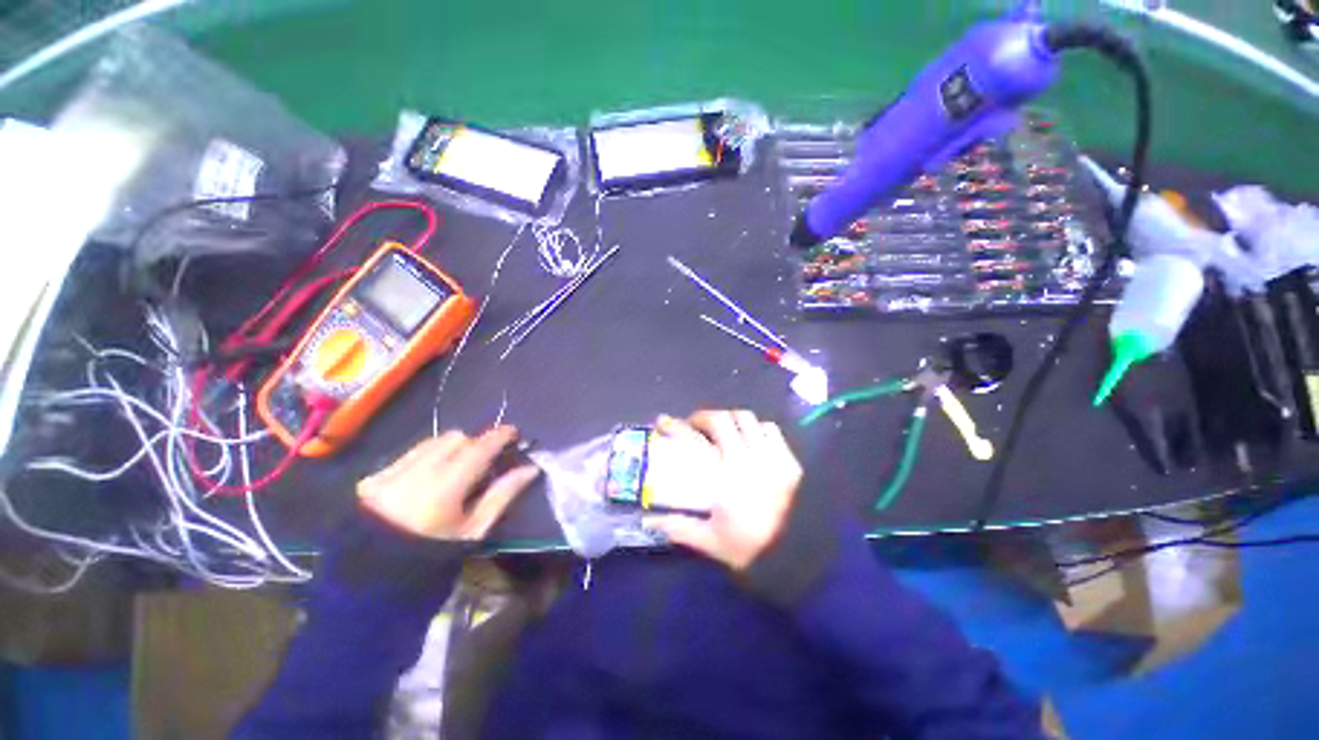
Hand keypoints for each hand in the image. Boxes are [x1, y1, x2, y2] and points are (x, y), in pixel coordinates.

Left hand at [357, 426, 539, 540]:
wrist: (372, 580)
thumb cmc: (433, 557)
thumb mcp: (474, 530)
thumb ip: (503, 495)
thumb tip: (530, 469)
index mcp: (444, 488)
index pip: (478, 449)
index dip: (499, 436)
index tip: (513, 432)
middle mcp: (416, 472)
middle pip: (456, 438)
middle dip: (474, 444)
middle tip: (483, 460)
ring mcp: (390, 473)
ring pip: (432, 442)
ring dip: (450, 448)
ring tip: (455, 469)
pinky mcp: (372, 477)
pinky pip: (410, 453)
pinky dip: (426, 457)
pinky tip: (427, 479)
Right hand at [644, 410, 803, 570]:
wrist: (793, 557)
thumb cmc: (747, 549)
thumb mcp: (708, 542)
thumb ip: (678, 527)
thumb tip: (649, 521)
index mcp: (723, 479)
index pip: (694, 441)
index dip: (676, 426)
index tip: (664, 421)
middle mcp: (746, 461)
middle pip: (722, 420)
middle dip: (704, 417)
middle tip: (696, 425)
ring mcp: (771, 458)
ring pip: (747, 419)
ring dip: (730, 420)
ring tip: (724, 429)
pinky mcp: (789, 461)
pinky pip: (771, 430)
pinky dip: (757, 429)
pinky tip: (751, 440)